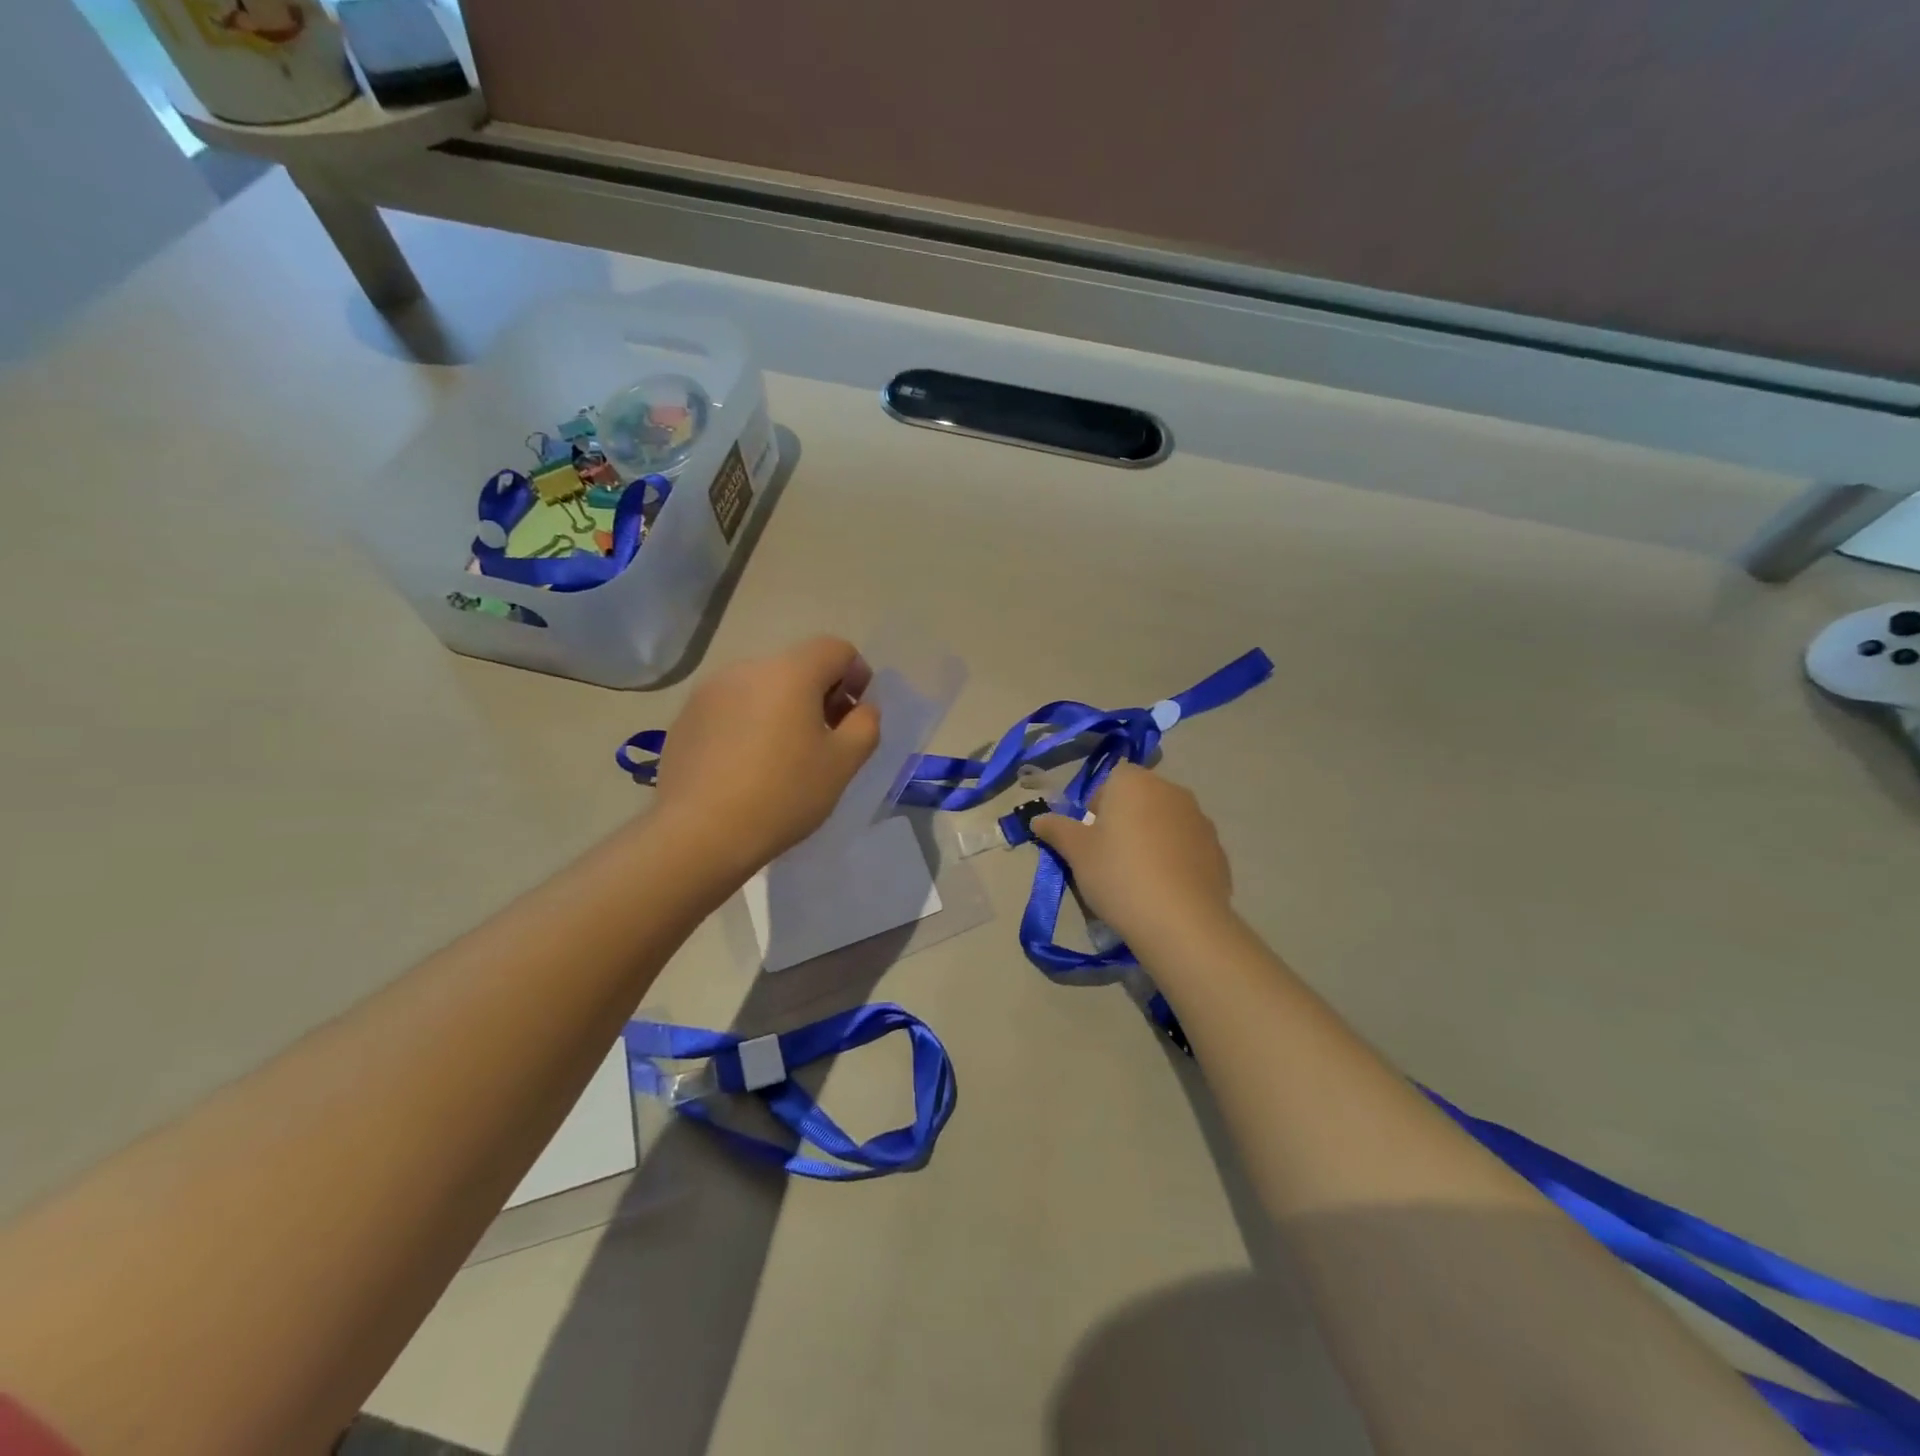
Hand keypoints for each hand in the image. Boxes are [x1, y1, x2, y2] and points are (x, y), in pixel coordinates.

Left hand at [653, 636, 880, 876]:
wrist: (699, 834)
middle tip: (827, 741)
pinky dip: (749, 725)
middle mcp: (747, 669)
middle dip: (820, 695)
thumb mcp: (843, 764)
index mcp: (790, 672)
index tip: (856, 717)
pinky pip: (731, 709)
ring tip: (784, 758)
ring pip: (762, 688)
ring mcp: (709, 692)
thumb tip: (862, 708)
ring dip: (783, 710)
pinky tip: (746, 768)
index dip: (858, 676)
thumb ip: (865, 725)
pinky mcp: (685, 718)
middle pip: (797, 667)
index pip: (836, 649)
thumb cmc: (783, 795)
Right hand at [1032, 763, 1234, 951]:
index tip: (1091, 837)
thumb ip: (1056, 829)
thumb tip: (1037, 819)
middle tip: (1110, 858)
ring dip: (1151, 838)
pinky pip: (1187, 847)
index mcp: (1135, 782)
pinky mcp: (1218, 850)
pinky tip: (1164, 890)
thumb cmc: (1118, 874)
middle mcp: (1171, 790)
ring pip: (1165, 822)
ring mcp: (1200, 820)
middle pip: (1140, 798)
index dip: (1098, 806)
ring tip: (1139, 878)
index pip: (1111, 780)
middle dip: (1125, 821)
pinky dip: (1174, 860)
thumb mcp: (1076, 853)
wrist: (1180, 921)